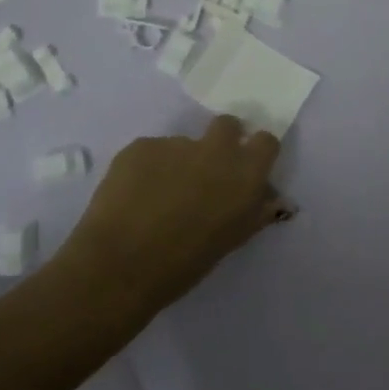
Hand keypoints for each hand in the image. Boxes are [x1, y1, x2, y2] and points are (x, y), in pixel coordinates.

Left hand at [57, 114, 289, 321]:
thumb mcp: (231, 240)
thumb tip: (268, 198)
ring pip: (183, 144)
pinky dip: (148, 169)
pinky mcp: (141, 146)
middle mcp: (215, 150)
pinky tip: (133, 197)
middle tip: (206, 172)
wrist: (120, 264)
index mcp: (245, 174)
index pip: (266, 141)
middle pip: (227, 125)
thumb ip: (254, 212)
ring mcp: (175, 144)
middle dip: (222, 141)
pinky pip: (151, 152)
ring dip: (178, 163)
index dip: (256, 152)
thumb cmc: (185, 263)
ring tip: (157, 197)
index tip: (246, 169)